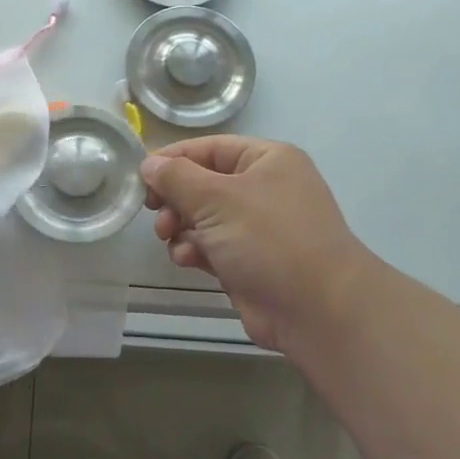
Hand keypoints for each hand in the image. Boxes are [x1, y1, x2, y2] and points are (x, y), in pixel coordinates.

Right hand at [140, 136, 378, 354]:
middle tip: (154, 213)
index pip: (209, 148)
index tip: (140, 177)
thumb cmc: (269, 239)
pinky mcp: (252, 261)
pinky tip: (188, 260)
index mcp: (267, 160)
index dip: (172, 160)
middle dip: (176, 199)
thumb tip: (149, 163)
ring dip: (182, 226)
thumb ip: (176, 177)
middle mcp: (265, 188)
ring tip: (170, 237)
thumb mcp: (216, 199)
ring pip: (205, 217)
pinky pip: (213, 246)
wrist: (319, 310)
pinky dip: (196, 250)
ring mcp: (260, 227)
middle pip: (204, 183)